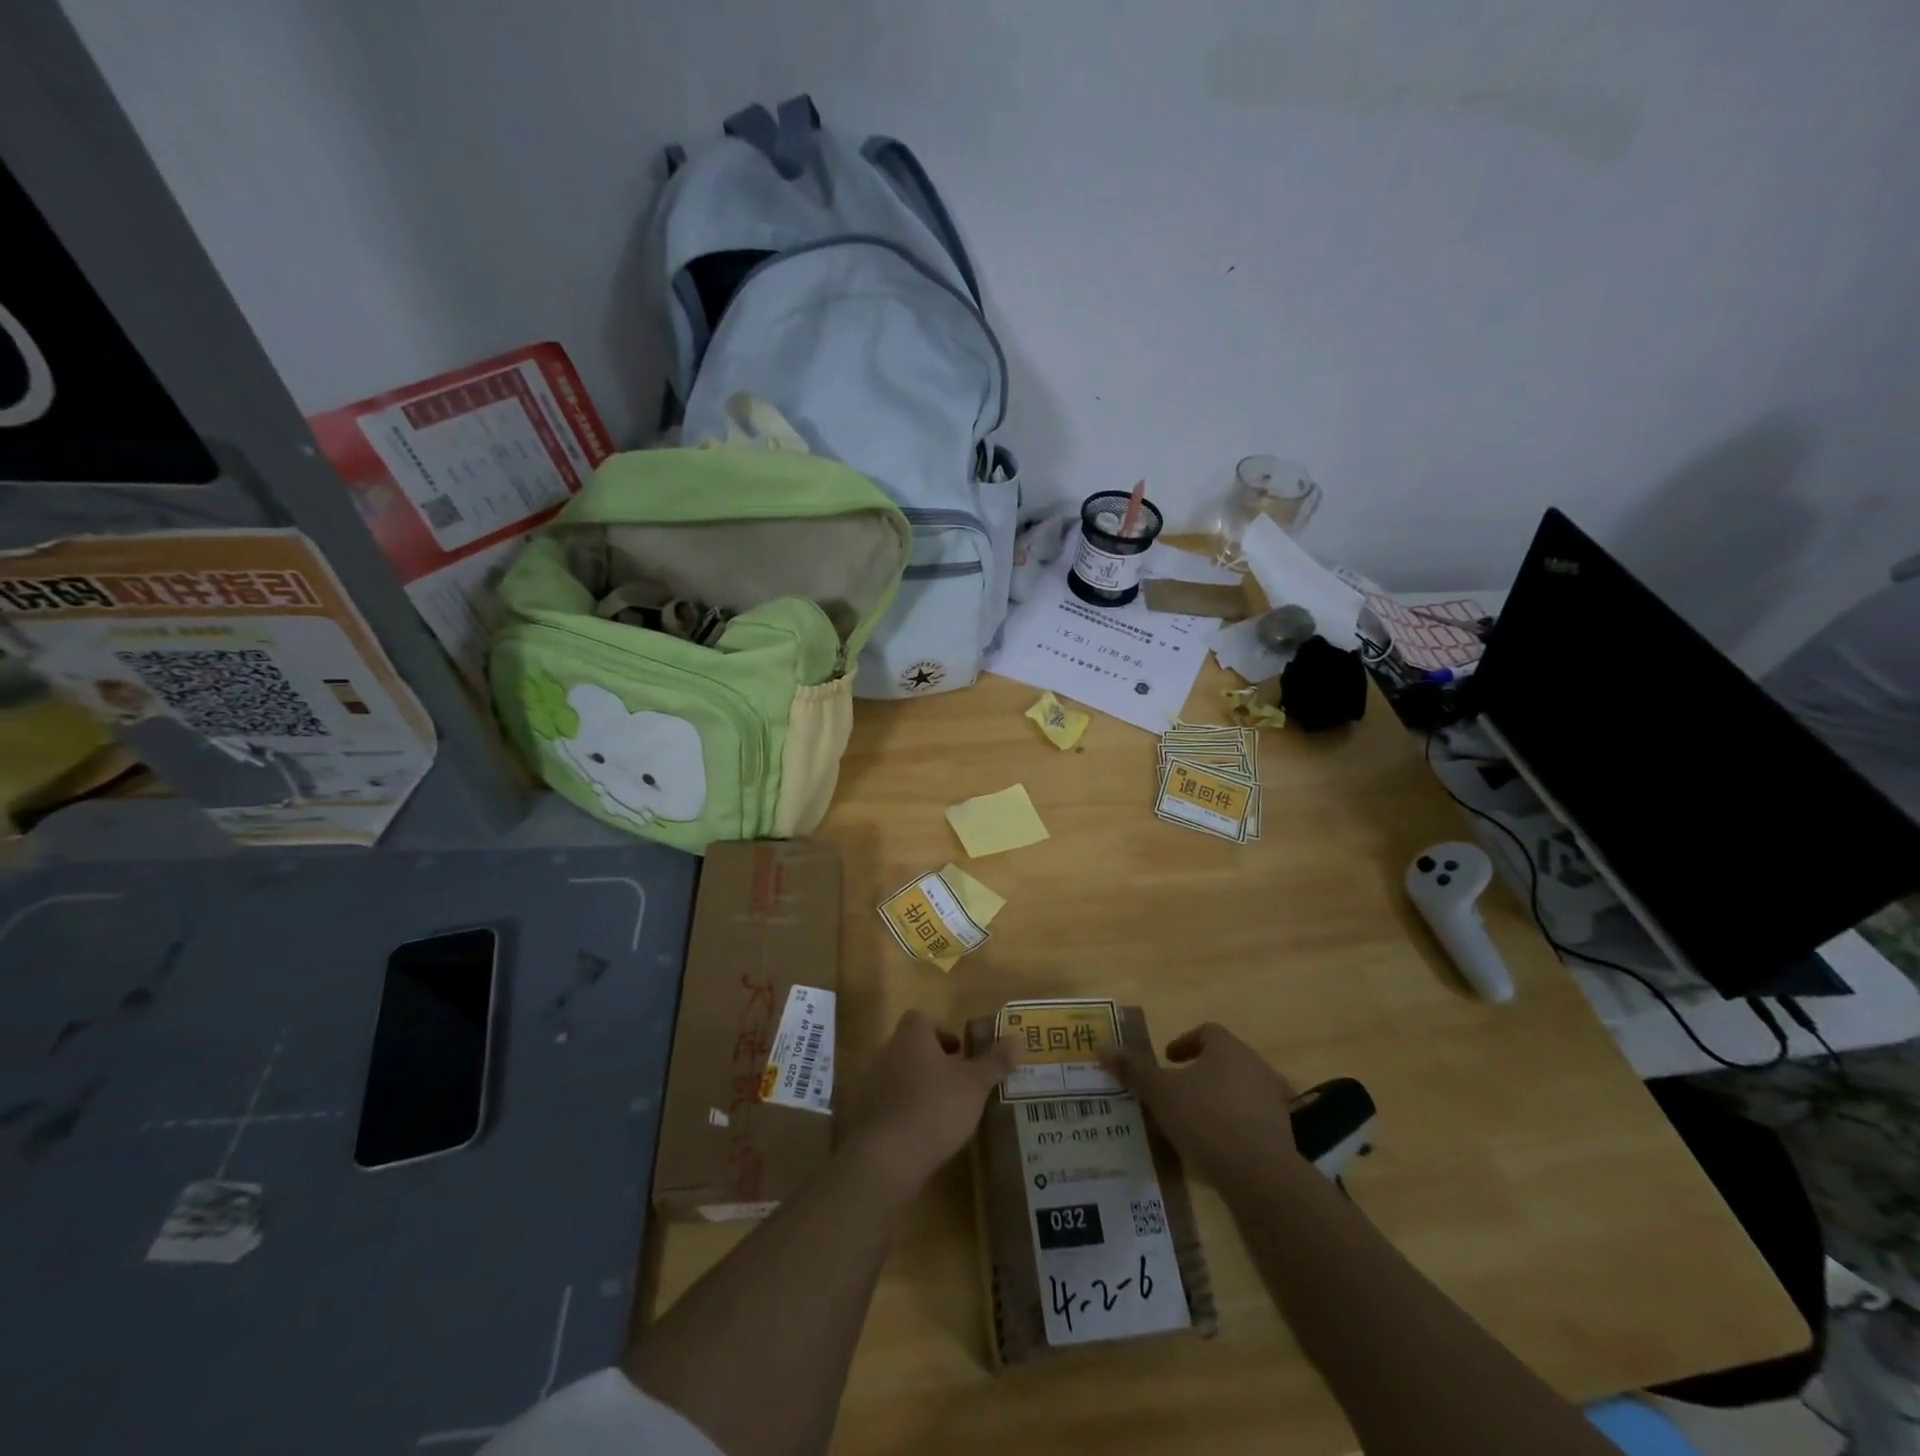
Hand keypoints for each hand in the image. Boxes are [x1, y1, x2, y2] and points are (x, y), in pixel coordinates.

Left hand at [840, 1011, 1020, 1203]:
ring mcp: (871, 1083)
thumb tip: (1017, 1040)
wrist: (886, 1158)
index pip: (922, 1019)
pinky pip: (888, 1102)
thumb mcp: (974, 1086)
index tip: (961, 1055)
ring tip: (943, 1111)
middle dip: (934, 1062)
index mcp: (911, 1036)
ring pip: (900, 1075)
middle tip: (958, 1085)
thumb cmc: (934, 1109)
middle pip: (912, 1047)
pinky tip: (922, 1133)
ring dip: (919, 1087)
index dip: (943, 1033)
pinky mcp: (864, 1114)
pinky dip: (904, 1111)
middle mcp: (886, 1051)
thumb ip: (995, 1062)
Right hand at [1102, 1023, 1301, 1188]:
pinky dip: (1232, 1128)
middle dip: (1199, 1073)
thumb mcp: (1161, 1093)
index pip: (1207, 1032)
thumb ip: (1134, 1070)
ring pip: (1238, 1092)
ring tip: (1190, 1123)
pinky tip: (1213, 1149)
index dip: (1184, 1042)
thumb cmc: (1206, 1120)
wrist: (1261, 1177)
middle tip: (1174, 1091)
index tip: (1167, 1060)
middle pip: (1224, 1061)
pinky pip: (1250, 1122)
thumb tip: (1103, 1047)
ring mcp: (1273, 1102)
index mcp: (1228, 1049)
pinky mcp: (1282, 1136)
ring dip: (1216, 1101)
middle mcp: (1255, 1067)